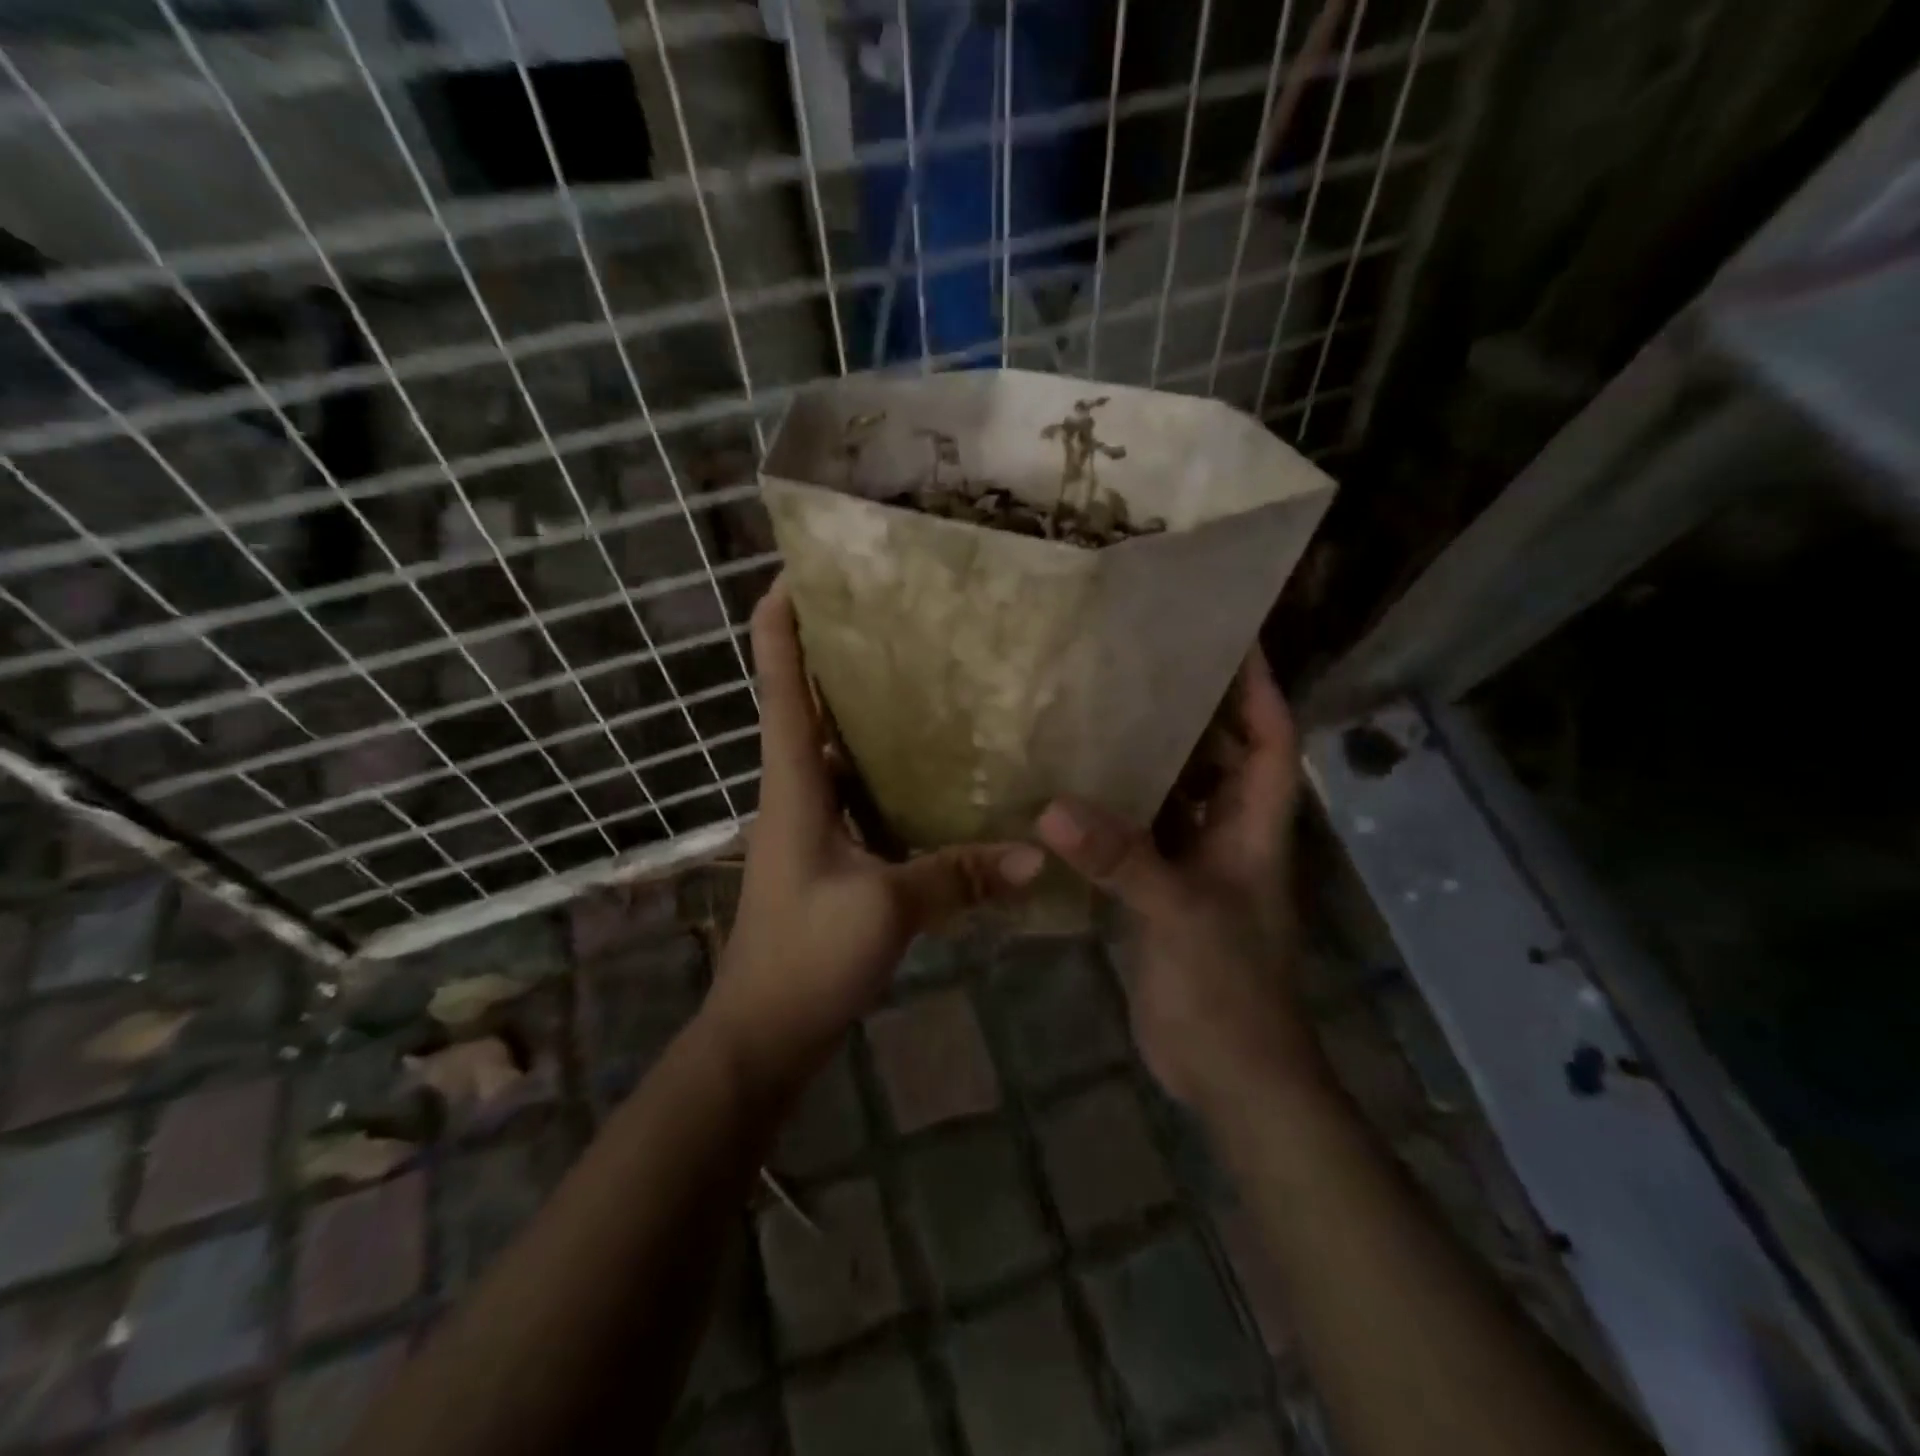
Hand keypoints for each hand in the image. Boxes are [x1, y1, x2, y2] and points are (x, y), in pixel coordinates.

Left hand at [706, 577, 1044, 1086]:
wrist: (763, 1034)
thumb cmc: (805, 956)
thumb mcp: (887, 908)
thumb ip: (960, 875)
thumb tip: (1037, 854)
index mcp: (793, 781)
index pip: (780, 682)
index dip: (781, 621)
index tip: (800, 568)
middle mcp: (797, 789)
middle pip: (809, 703)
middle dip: (840, 654)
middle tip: (898, 612)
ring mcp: (812, 824)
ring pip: (840, 750)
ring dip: (869, 713)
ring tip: (927, 674)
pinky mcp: (832, 856)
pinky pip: (862, 795)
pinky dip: (890, 773)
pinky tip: (939, 768)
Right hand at [1035, 650, 1317, 1109]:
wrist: (1230, 1074)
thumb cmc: (1229, 990)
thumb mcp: (1179, 915)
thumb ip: (1122, 859)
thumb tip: (1051, 808)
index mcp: (1255, 829)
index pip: (1272, 741)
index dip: (1260, 689)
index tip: (1234, 639)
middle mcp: (1229, 837)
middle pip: (1221, 758)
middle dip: (1196, 711)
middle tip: (1145, 664)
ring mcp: (1195, 866)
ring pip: (1176, 796)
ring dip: (1150, 760)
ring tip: (1102, 712)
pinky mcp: (1162, 894)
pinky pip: (1140, 838)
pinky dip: (1115, 813)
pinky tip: (1074, 792)